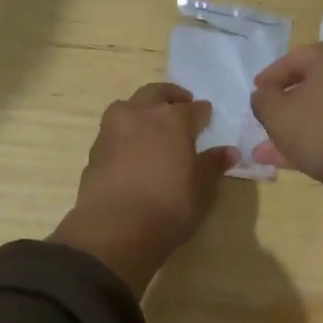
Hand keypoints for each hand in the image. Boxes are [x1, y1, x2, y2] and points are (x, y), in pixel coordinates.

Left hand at [51, 83, 233, 294]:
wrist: (115, 229)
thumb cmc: (169, 208)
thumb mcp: (201, 190)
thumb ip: (212, 165)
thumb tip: (228, 152)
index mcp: (173, 120)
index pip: (194, 109)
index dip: (203, 114)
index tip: (207, 118)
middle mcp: (141, 115)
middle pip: (156, 93)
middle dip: (170, 97)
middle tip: (180, 106)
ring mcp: (112, 129)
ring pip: (128, 106)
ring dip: (141, 109)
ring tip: (150, 125)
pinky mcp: (94, 149)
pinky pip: (113, 130)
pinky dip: (125, 133)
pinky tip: (131, 149)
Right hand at [250, 37, 322, 256]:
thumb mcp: (278, 116)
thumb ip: (263, 100)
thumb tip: (265, 94)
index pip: (292, 60)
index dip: (269, 80)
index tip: (257, 95)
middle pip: (316, 82)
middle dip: (290, 106)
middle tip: (271, 123)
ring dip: (308, 124)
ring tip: (282, 151)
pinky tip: (314, 154)